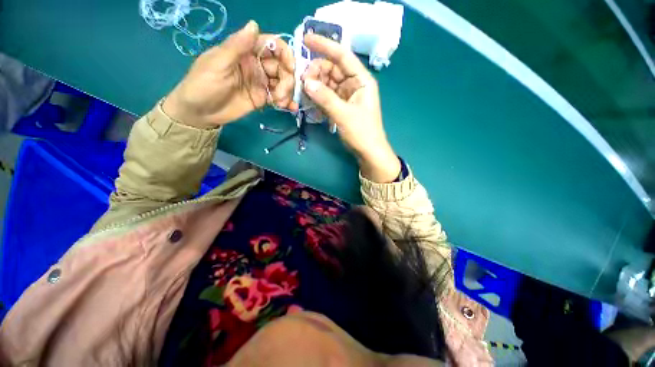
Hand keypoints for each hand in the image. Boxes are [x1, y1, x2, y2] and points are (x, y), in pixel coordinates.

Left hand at [163, 21, 297, 128]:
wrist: (200, 113)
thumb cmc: (204, 84)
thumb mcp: (218, 63)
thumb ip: (237, 46)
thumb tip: (254, 24)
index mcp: (245, 52)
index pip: (270, 45)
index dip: (284, 53)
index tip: (291, 68)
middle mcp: (256, 65)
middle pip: (281, 66)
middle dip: (287, 79)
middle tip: (282, 93)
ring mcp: (260, 83)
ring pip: (282, 82)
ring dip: (287, 91)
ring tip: (281, 102)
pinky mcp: (262, 98)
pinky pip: (278, 97)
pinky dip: (286, 101)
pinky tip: (290, 107)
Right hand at [301, 34, 399, 182]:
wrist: (368, 152)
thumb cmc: (362, 132)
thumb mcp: (343, 114)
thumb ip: (325, 98)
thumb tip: (306, 82)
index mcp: (362, 80)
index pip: (343, 56)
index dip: (325, 46)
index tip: (306, 39)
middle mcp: (354, 84)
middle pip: (332, 70)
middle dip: (317, 72)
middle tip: (302, 80)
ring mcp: (347, 96)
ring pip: (328, 83)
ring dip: (316, 86)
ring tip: (303, 91)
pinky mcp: (342, 106)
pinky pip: (327, 96)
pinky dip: (318, 97)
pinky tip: (310, 99)